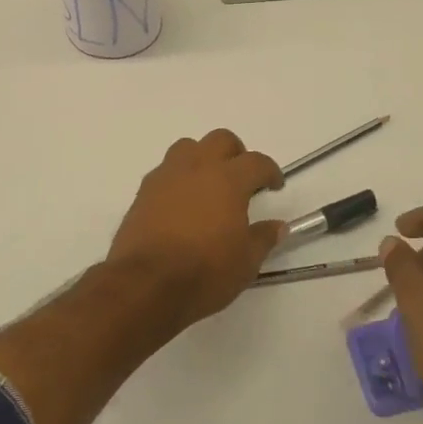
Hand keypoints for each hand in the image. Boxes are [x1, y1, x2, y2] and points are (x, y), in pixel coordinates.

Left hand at [107, 129, 286, 325]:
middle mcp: (197, 167)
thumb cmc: (204, 272)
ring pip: (188, 147)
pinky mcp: (144, 191)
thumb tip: (278, 226)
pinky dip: (179, 178)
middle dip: (236, 153)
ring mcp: (167, 176)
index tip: (274, 185)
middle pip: (220, 140)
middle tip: (242, 178)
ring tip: (208, 184)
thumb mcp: (245, 262)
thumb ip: (263, 238)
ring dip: (203, 157)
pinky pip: (166, 170)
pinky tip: (182, 202)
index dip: (270, 171)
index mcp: (228, 180)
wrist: (146, 284)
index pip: (256, 162)